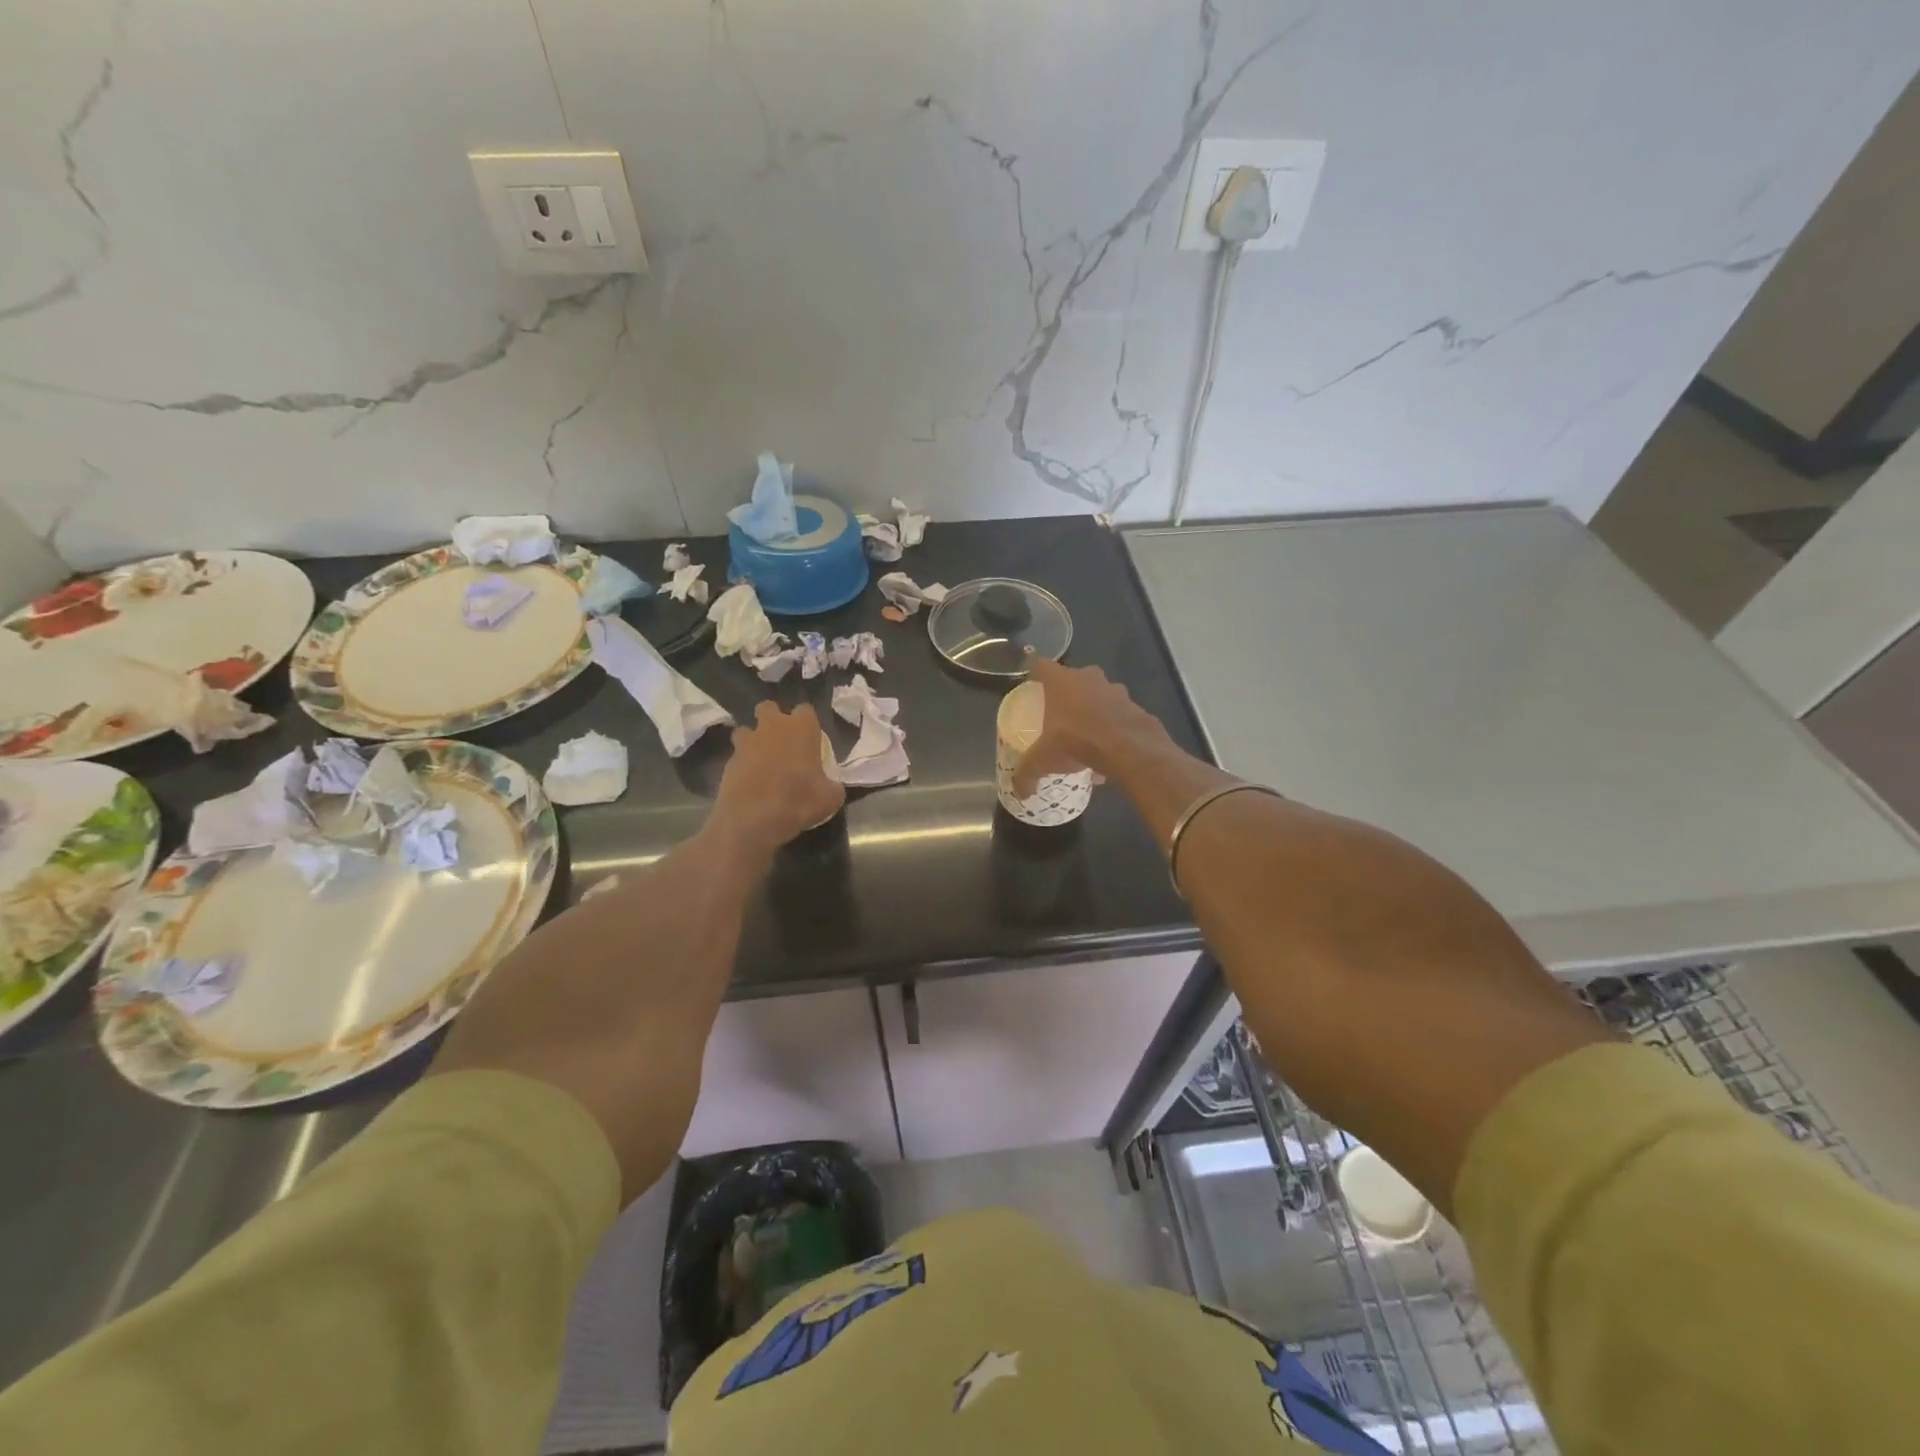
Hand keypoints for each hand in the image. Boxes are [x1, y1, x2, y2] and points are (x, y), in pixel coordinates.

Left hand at [714, 702, 844, 850]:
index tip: (810, 738)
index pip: (806, 709)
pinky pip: (736, 756)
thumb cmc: (798, 802)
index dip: (808, 722)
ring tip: (761, 760)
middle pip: (768, 707)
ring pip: (746, 729)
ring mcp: (746, 742)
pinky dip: (742, 765)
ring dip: (753, 740)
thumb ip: (832, 785)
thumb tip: (831, 786)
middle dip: (773, 719)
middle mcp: (772, 727)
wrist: (752, 820)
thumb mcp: (830, 798)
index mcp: (801, 728)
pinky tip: (749, 782)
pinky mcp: (728, 761)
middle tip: (781, 740)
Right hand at [1013, 653, 1167, 796]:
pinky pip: (1118, 716)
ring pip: (1099, 697)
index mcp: (1061, 681)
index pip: (1040, 665)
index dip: (1034, 670)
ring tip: (1087, 740)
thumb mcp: (1044, 760)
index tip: (1030, 680)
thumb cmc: (1078, 741)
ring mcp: (1116, 690)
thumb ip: (1028, 773)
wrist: (1130, 748)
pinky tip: (1107, 755)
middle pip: (1073, 680)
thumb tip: (1019, 793)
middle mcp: (1089, 678)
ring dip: (1093, 713)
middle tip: (1059, 715)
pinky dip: (1112, 730)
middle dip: (1067, 695)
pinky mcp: (1136, 706)